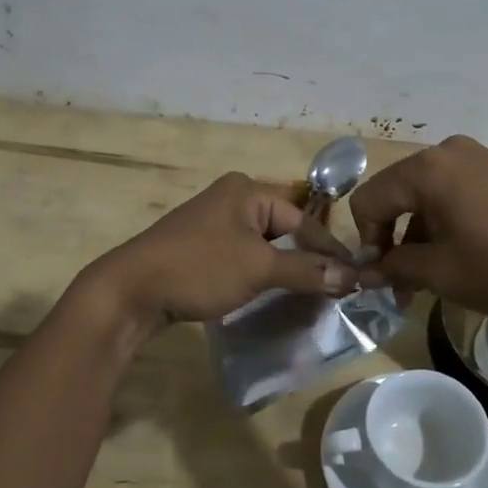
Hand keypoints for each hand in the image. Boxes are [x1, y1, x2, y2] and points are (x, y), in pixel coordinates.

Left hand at [80, 173, 357, 331]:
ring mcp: (214, 223)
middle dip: (308, 260)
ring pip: (264, 246)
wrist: (131, 291)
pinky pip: (243, 257)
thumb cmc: (200, 268)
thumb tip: (351, 276)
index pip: (303, 220)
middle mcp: (232, 199)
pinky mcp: (200, 247)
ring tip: (311, 296)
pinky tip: (273, 295)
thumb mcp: (259, 268)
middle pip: (284, 230)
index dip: (330, 251)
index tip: (356, 278)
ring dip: (285, 270)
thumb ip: (306, 270)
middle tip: (336, 290)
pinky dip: (260, 274)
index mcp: (247, 191)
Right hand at [350, 135, 487, 318]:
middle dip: (393, 241)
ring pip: (424, 196)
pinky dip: (445, 223)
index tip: (384, 279)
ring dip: (419, 236)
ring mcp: (475, 158)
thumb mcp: (443, 274)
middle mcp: (445, 153)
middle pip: (395, 194)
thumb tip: (364, 273)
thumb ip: (395, 268)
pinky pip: (452, 193)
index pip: (368, 201)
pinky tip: (463, 256)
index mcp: (425, 170)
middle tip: (404, 286)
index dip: (367, 243)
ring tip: (434, 278)